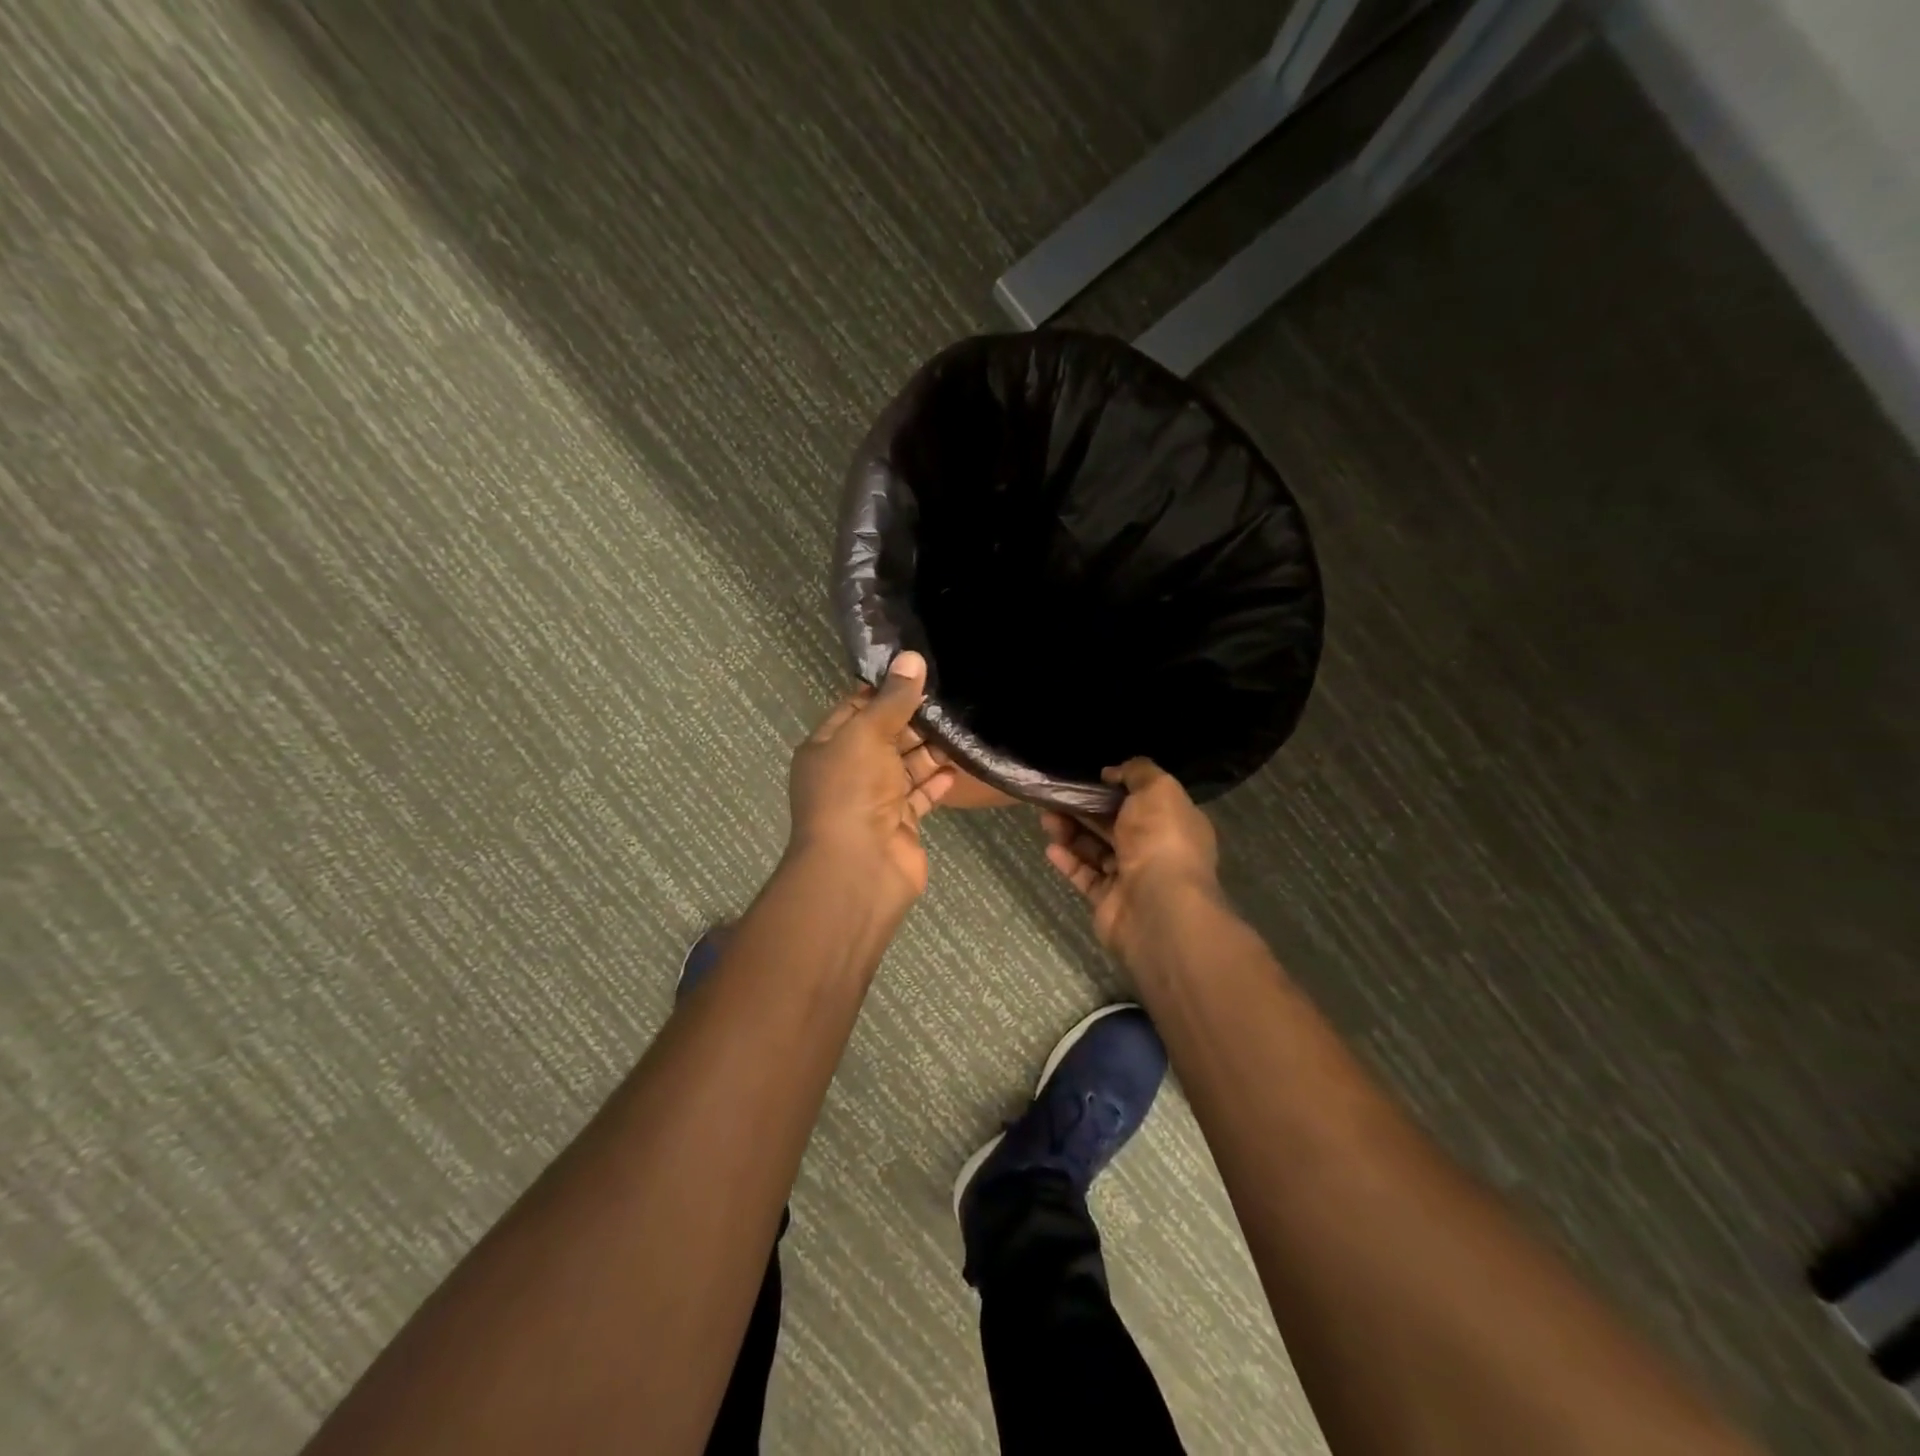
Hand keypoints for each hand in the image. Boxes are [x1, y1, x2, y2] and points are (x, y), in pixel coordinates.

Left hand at [788, 652, 955, 903]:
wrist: (859, 867)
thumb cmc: (852, 790)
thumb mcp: (867, 733)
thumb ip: (892, 699)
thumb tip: (911, 658)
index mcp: (827, 747)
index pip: (855, 709)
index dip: (884, 691)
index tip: (918, 673)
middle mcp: (849, 772)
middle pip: (885, 737)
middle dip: (914, 719)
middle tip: (952, 697)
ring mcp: (875, 800)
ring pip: (906, 766)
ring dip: (931, 749)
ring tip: (964, 725)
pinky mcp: (901, 824)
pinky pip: (921, 795)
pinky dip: (937, 781)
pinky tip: (960, 764)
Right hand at [1041, 759, 1220, 959]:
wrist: (1157, 906)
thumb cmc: (1162, 839)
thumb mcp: (1158, 789)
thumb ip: (1137, 772)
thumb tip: (1113, 772)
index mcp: (1175, 823)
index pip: (1145, 801)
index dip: (1117, 788)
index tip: (1090, 777)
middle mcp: (1156, 850)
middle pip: (1115, 825)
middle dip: (1086, 809)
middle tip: (1056, 795)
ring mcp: (1132, 878)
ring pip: (1096, 849)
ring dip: (1071, 832)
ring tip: (1046, 818)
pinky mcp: (1108, 901)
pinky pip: (1085, 876)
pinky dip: (1069, 861)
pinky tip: (1051, 847)